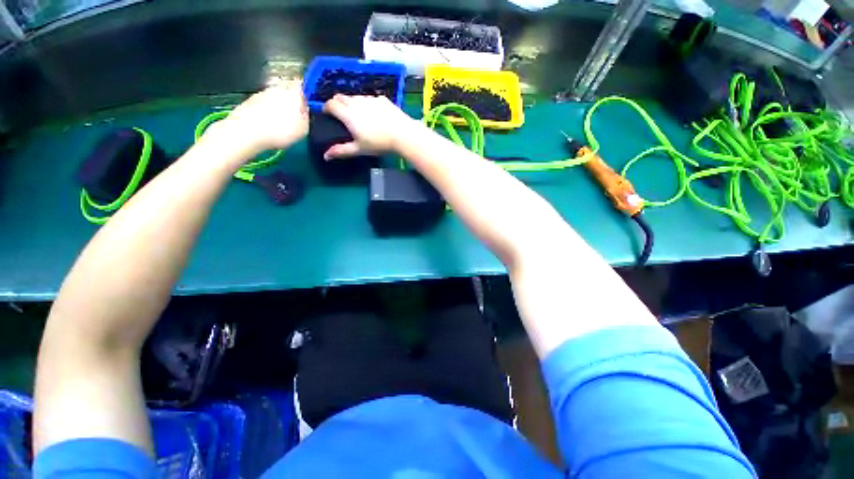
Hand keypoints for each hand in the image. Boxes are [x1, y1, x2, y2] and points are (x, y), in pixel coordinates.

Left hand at [219, 82, 308, 152]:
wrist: (247, 131)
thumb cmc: (281, 130)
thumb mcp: (304, 128)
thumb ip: (307, 116)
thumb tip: (306, 110)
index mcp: (294, 92)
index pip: (304, 86)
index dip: (307, 94)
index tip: (309, 104)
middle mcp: (278, 87)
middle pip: (289, 91)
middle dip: (293, 100)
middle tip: (296, 115)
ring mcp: (262, 92)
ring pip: (276, 97)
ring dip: (280, 106)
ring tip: (281, 122)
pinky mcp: (250, 100)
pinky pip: (264, 104)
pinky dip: (268, 111)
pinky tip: (269, 124)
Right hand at [322, 95, 417, 159]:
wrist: (402, 134)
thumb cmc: (379, 143)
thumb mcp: (359, 149)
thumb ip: (342, 151)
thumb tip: (326, 156)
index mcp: (348, 114)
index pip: (330, 104)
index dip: (326, 108)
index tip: (328, 115)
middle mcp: (356, 102)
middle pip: (340, 96)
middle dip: (336, 103)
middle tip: (340, 115)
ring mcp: (370, 98)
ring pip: (355, 97)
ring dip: (352, 103)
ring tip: (358, 116)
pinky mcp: (382, 99)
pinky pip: (370, 98)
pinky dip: (367, 104)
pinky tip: (374, 114)